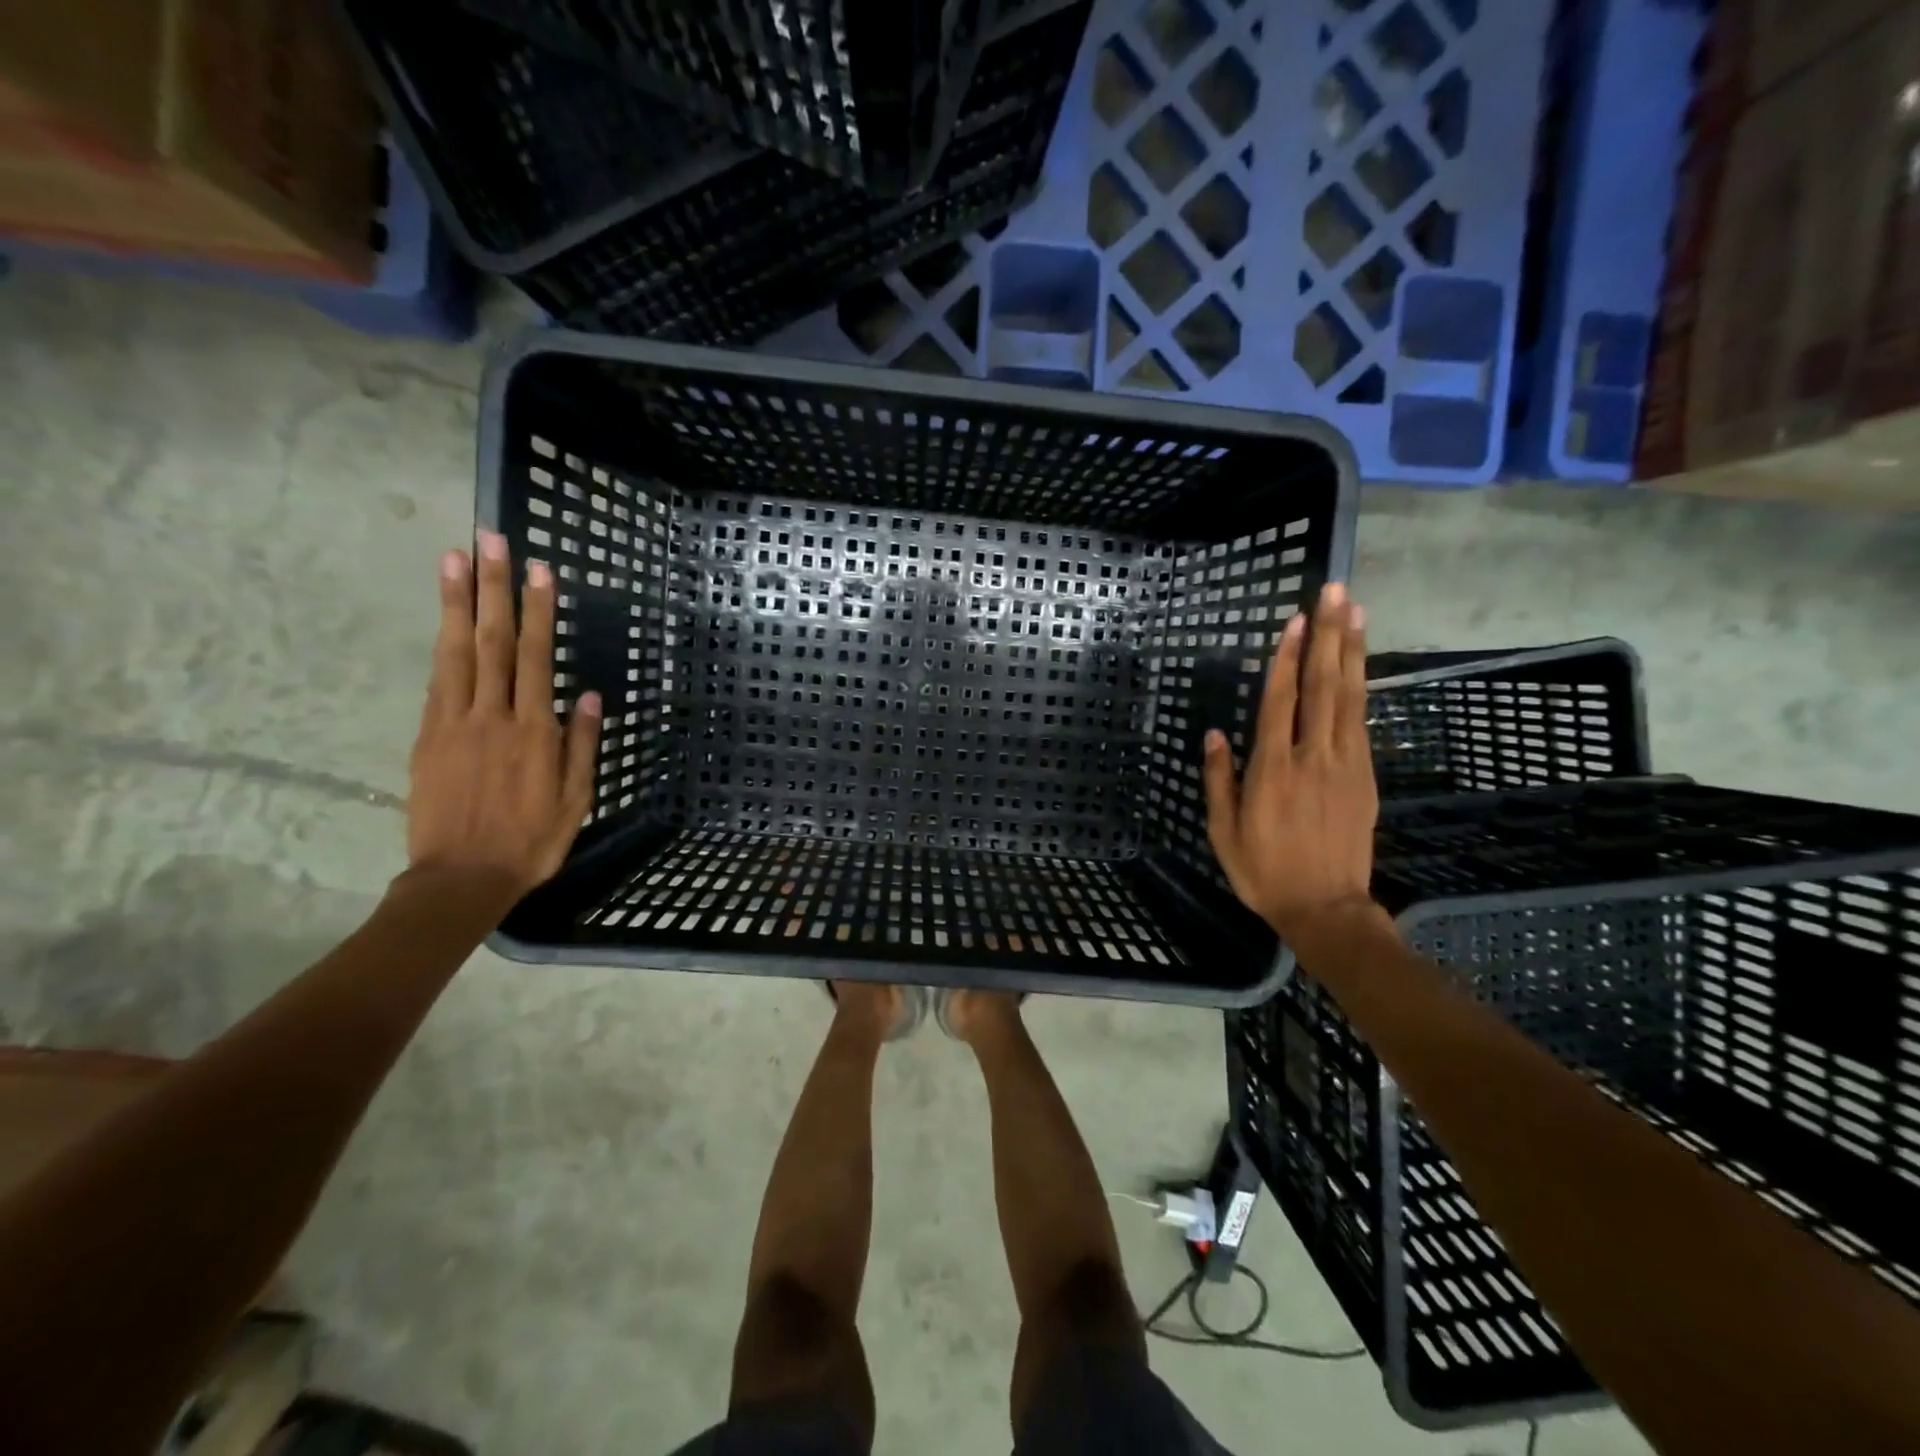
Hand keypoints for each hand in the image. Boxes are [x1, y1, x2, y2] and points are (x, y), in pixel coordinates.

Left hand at [407, 530, 601, 899]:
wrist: (461, 877)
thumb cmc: (531, 841)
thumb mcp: (576, 799)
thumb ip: (582, 744)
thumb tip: (590, 695)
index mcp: (534, 732)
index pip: (536, 657)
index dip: (539, 611)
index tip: (540, 570)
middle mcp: (493, 716)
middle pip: (493, 641)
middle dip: (495, 588)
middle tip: (490, 541)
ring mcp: (454, 723)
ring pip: (457, 651)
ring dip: (457, 602)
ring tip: (454, 558)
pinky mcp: (428, 736)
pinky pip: (437, 680)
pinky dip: (441, 644)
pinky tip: (445, 618)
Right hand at [1202, 583, 1376, 937]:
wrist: (1326, 907)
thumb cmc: (1264, 870)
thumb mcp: (1223, 831)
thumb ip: (1219, 778)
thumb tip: (1215, 733)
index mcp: (1272, 769)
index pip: (1280, 700)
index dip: (1287, 657)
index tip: (1294, 619)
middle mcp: (1312, 757)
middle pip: (1323, 685)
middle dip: (1327, 636)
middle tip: (1335, 593)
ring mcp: (1345, 764)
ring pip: (1350, 697)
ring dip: (1351, 651)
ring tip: (1354, 612)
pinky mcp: (1365, 776)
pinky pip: (1361, 722)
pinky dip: (1361, 688)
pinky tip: (1359, 665)